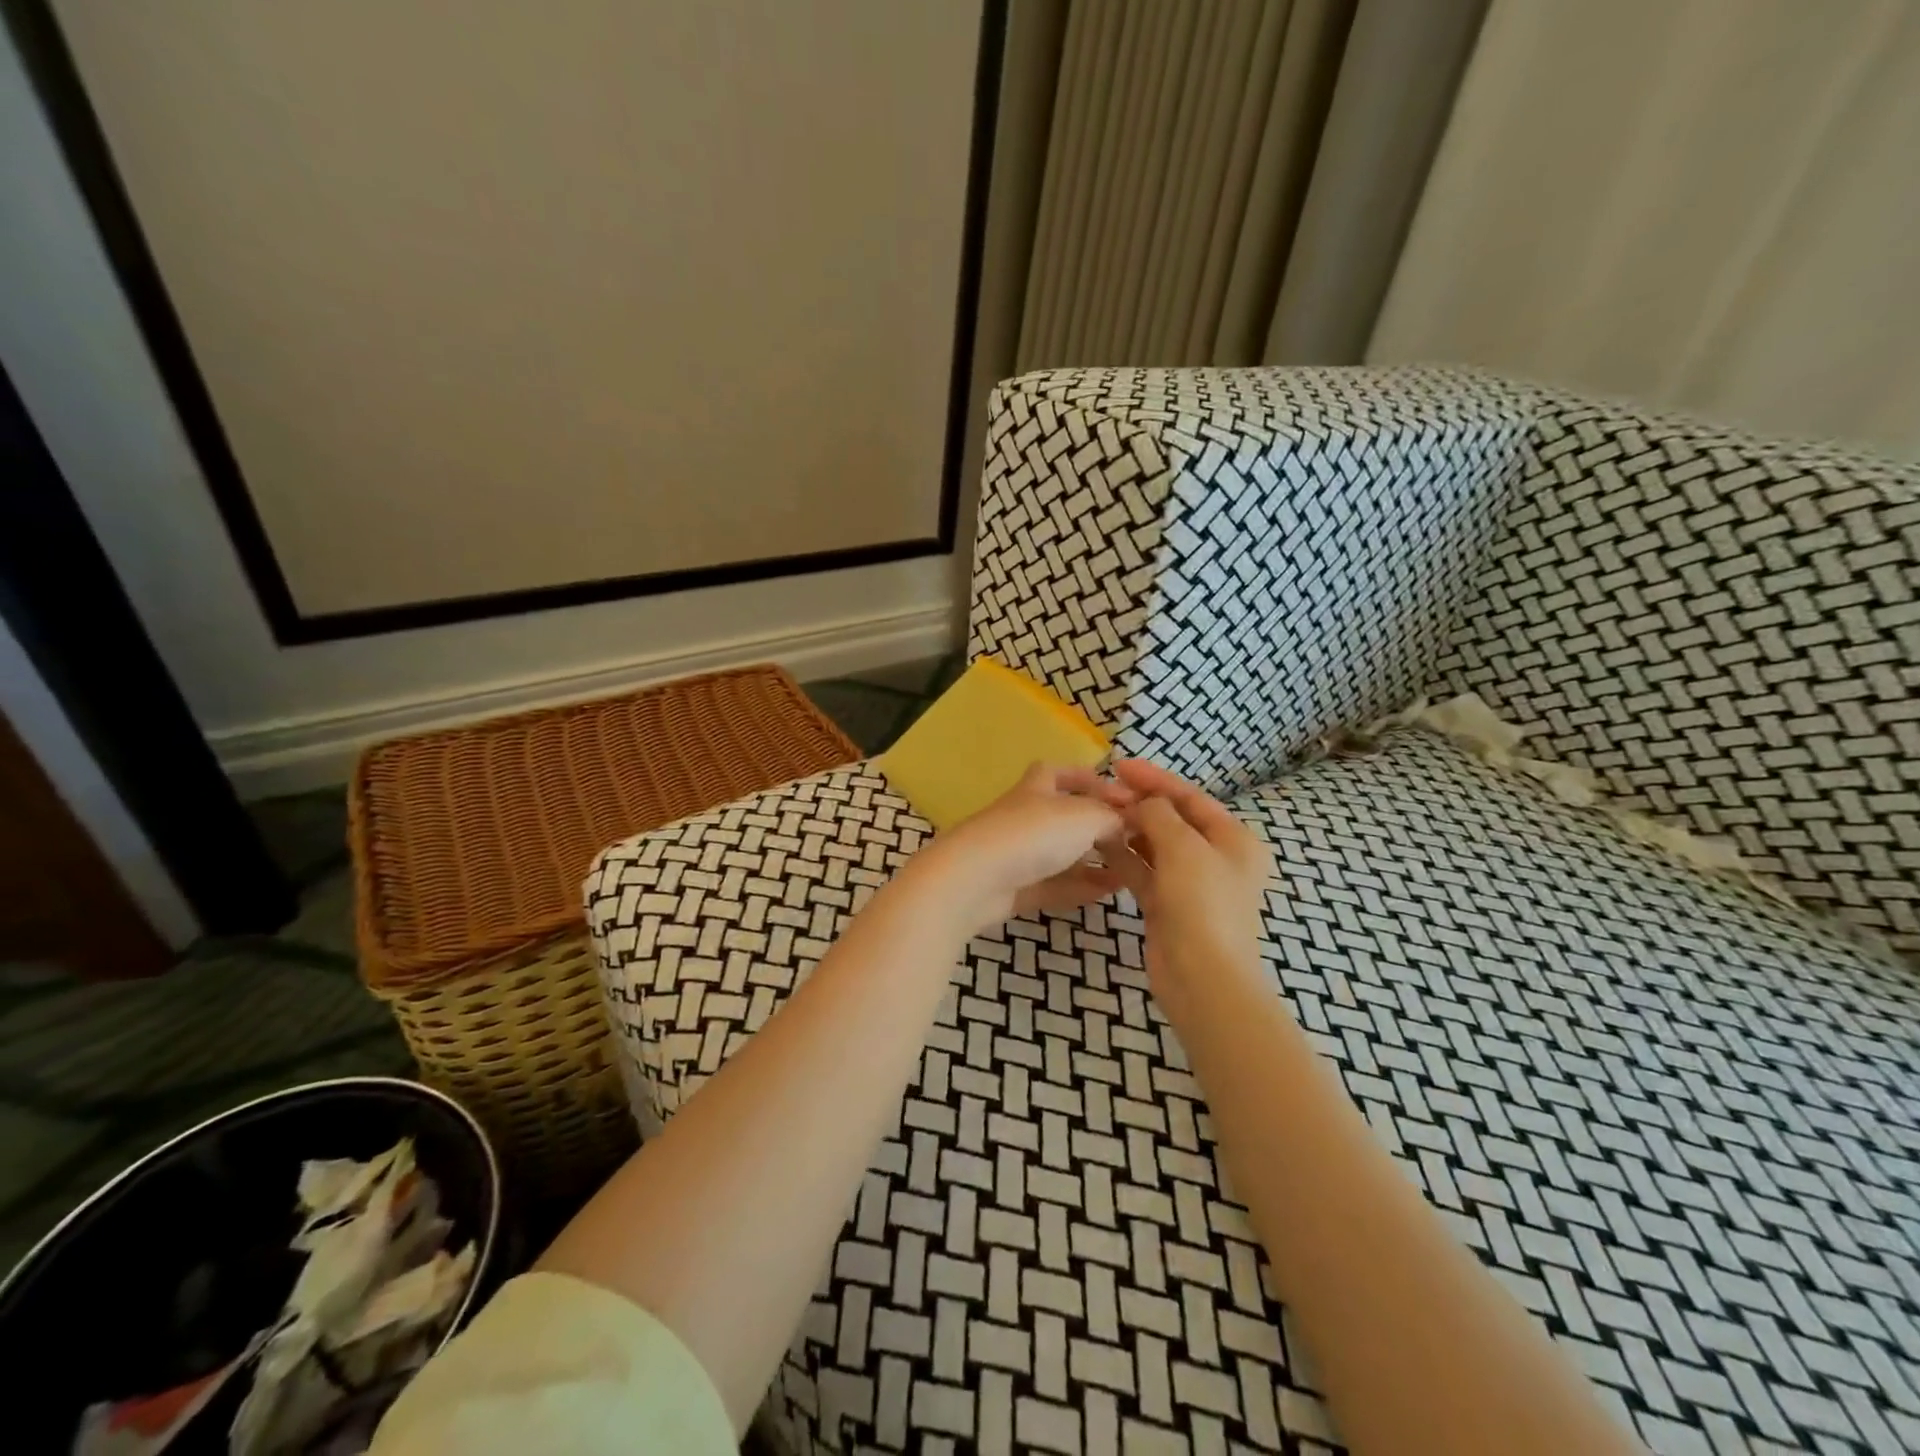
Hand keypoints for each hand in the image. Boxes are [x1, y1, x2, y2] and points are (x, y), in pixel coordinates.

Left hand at [904, 764, 1132, 933]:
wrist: (975, 879)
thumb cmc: (1032, 834)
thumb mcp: (1084, 816)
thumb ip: (1111, 818)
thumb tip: (1127, 822)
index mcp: (1036, 789)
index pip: (1059, 772)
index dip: (1088, 778)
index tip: (1122, 794)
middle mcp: (1025, 817)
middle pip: (1063, 817)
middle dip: (1096, 826)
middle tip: (1131, 840)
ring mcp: (1017, 855)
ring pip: (1060, 854)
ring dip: (1093, 861)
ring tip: (1128, 871)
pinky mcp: (1013, 889)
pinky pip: (1054, 885)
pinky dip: (1080, 887)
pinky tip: (1108, 893)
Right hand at [1107, 759, 1273, 1012]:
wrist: (1203, 978)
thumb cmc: (1202, 904)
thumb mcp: (1184, 848)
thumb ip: (1160, 814)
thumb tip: (1145, 802)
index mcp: (1233, 840)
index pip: (1190, 798)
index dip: (1155, 779)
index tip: (1119, 765)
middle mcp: (1215, 858)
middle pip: (1172, 820)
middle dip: (1139, 805)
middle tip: (1102, 792)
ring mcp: (1190, 883)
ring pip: (1154, 846)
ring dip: (1128, 830)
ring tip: (1095, 815)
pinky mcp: (1167, 905)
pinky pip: (1143, 871)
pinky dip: (1124, 858)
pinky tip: (1098, 845)